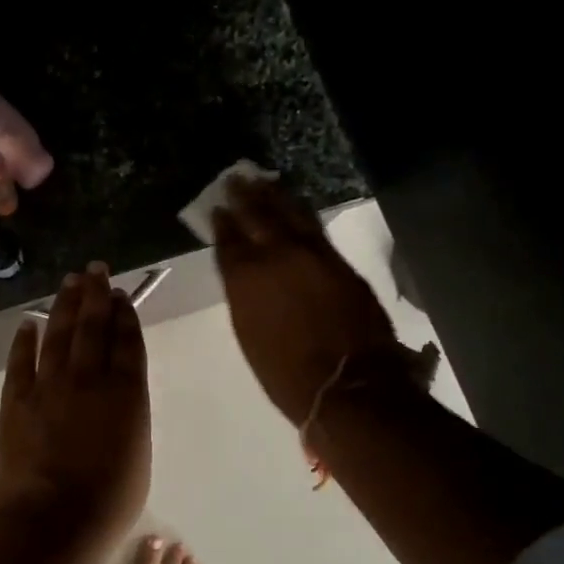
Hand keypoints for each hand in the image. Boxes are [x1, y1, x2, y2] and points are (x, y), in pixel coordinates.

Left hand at [0, 263, 150, 550]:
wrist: (51, 522)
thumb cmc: (107, 503)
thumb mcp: (138, 457)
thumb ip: (130, 417)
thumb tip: (118, 393)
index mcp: (126, 394)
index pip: (126, 342)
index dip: (124, 315)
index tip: (120, 295)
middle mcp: (88, 379)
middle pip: (93, 327)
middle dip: (96, 295)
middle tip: (96, 270)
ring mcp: (48, 386)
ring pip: (58, 334)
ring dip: (64, 305)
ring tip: (70, 282)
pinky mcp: (16, 399)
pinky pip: (21, 361)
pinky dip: (25, 339)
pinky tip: (29, 322)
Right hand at [213, 177, 413, 425]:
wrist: (346, 384)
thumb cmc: (286, 374)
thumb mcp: (250, 335)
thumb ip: (245, 298)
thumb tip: (246, 278)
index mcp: (245, 280)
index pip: (229, 242)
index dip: (222, 223)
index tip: (217, 207)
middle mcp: (276, 258)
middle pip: (258, 217)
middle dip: (245, 197)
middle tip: (236, 179)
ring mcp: (312, 255)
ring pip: (289, 214)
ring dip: (274, 195)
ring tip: (263, 181)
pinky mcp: (339, 261)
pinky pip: (314, 226)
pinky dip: (301, 212)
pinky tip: (296, 206)